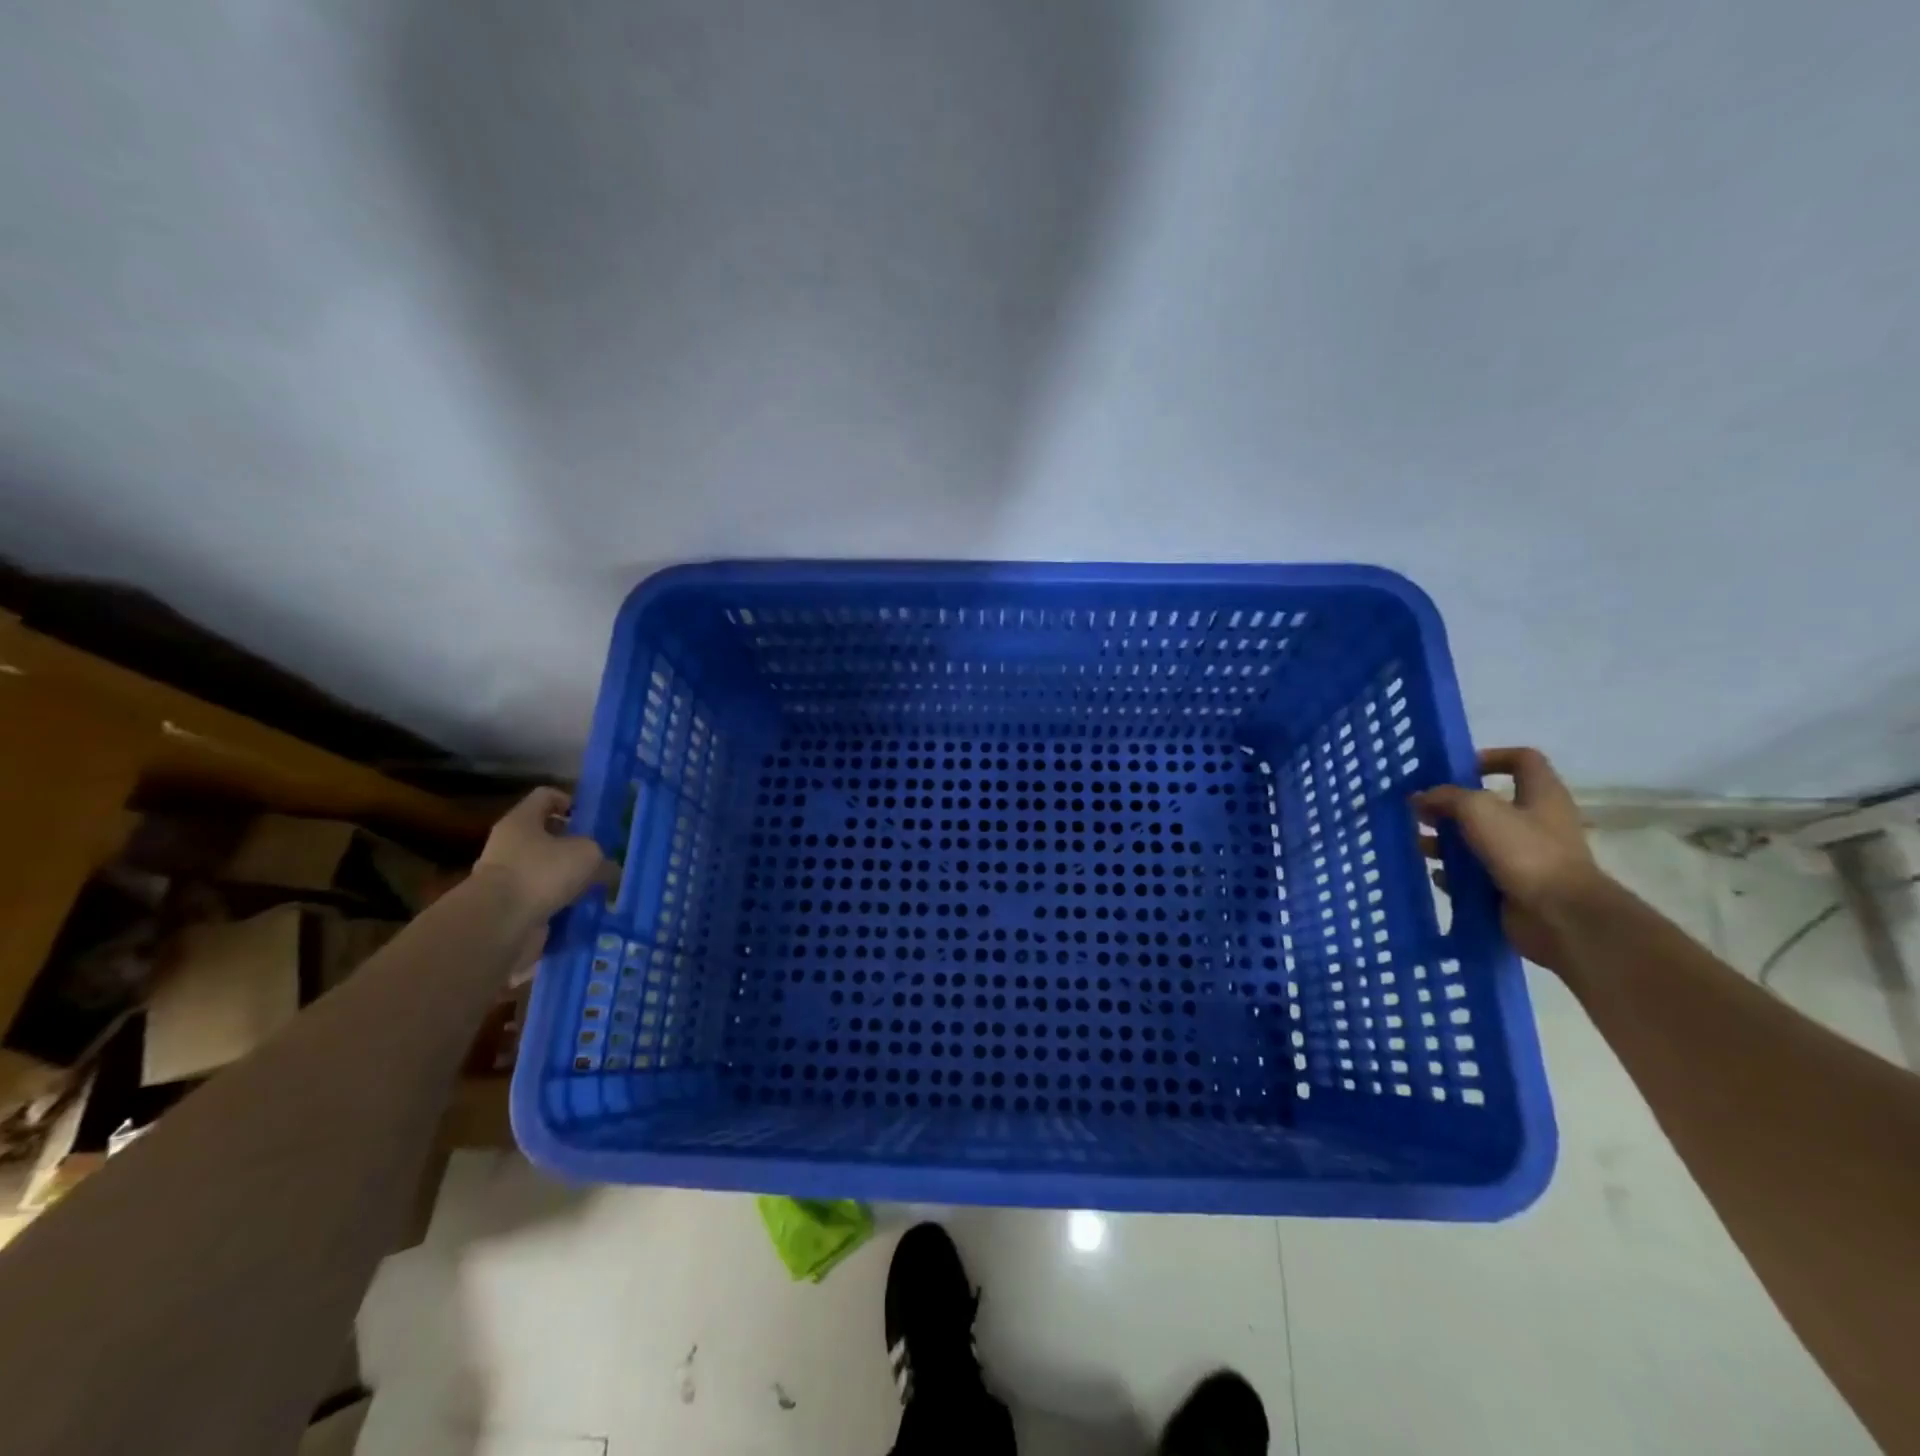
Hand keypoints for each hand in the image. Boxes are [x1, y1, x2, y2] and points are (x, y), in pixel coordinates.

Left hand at [473, 787, 610, 923]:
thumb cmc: (541, 873)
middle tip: (601, 855)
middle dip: (574, 845)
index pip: (546, 796)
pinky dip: (561, 903)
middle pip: (545, 836)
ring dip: (569, 878)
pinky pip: (543, 899)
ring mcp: (507, 878)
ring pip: (546, 870)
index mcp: (522, 821)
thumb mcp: (587, 854)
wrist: (497, 925)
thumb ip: (601, 856)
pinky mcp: (510, 907)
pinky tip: (583, 909)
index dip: (570, 801)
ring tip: (598, 886)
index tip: (591, 818)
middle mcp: (509, 845)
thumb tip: (609, 869)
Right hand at [1413, 747, 1609, 973]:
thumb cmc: (1525, 851)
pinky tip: (1435, 874)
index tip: (1454, 770)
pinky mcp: (1511, 885)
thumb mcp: (1479, 810)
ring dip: (1445, 840)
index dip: (1490, 757)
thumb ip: (1446, 797)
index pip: (1522, 759)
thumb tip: (1420, 797)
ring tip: (1418, 844)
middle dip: (1450, 806)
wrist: (1560, 917)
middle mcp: (1535, 822)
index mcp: (1540, 795)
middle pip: (1488, 803)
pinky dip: (1454, 873)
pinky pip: (1475, 873)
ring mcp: (1524, 856)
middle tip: (1419, 812)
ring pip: (1476, 840)